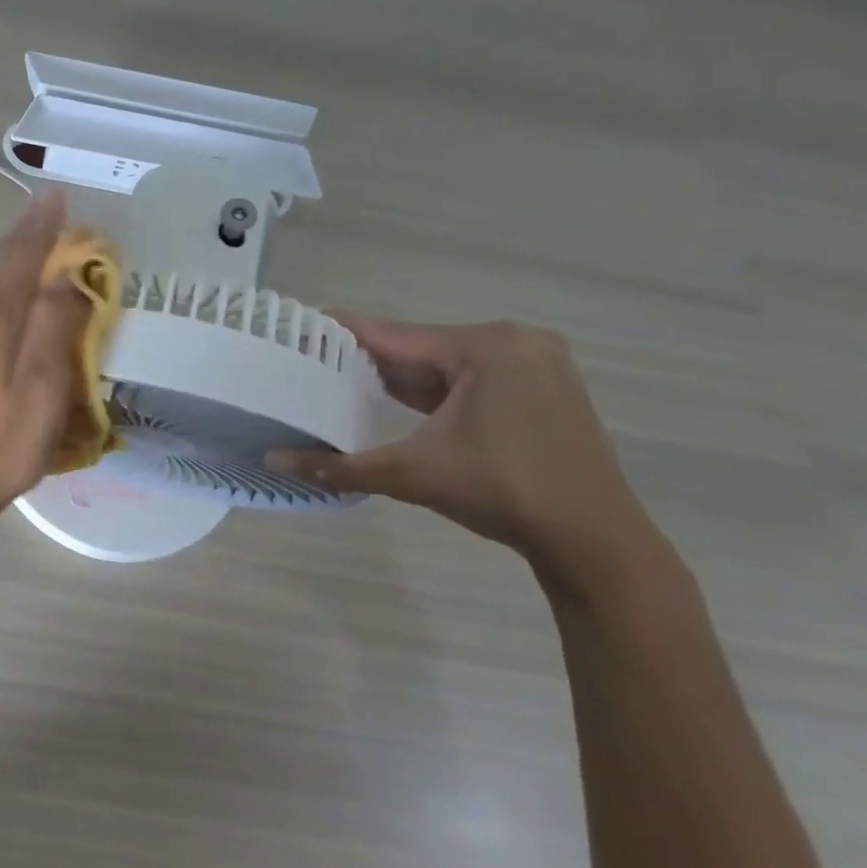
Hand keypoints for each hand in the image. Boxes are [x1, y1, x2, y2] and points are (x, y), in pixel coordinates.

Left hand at [0, 192, 91, 521]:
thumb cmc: (7, 441)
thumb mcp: (44, 386)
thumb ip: (55, 325)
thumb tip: (66, 276)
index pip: (22, 257)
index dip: (42, 227)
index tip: (56, 197)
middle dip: (21, 233)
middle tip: (44, 207)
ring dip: (3, 256)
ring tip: (25, 238)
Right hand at [268, 316, 649, 562]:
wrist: (593, 539)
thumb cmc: (501, 493)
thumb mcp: (410, 475)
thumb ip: (337, 466)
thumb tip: (273, 460)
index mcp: (485, 347)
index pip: (394, 334)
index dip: (342, 333)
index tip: (298, 328)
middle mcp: (515, 341)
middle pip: (421, 346)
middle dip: (370, 361)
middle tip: (314, 367)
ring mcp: (537, 363)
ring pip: (447, 362)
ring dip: (403, 377)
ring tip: (345, 384)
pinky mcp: (546, 387)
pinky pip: (474, 376)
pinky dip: (438, 389)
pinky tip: (402, 403)